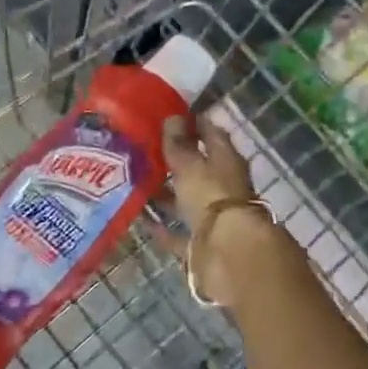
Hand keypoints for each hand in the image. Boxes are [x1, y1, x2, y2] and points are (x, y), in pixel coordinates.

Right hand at [161, 116, 280, 308]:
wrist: (229, 252)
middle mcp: (224, 187)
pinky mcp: (203, 243)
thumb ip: (179, 145)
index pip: (212, 134)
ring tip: (138, 184)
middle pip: (200, 169)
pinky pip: (180, 233)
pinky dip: (164, 228)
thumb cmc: (212, 197)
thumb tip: (173, 118)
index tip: (171, 116)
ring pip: (188, 200)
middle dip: (176, 161)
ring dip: (168, 194)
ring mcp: (215, 217)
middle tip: (146, 150)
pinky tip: (143, 220)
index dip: (194, 123)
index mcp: (227, 161)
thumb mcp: (190, 165)